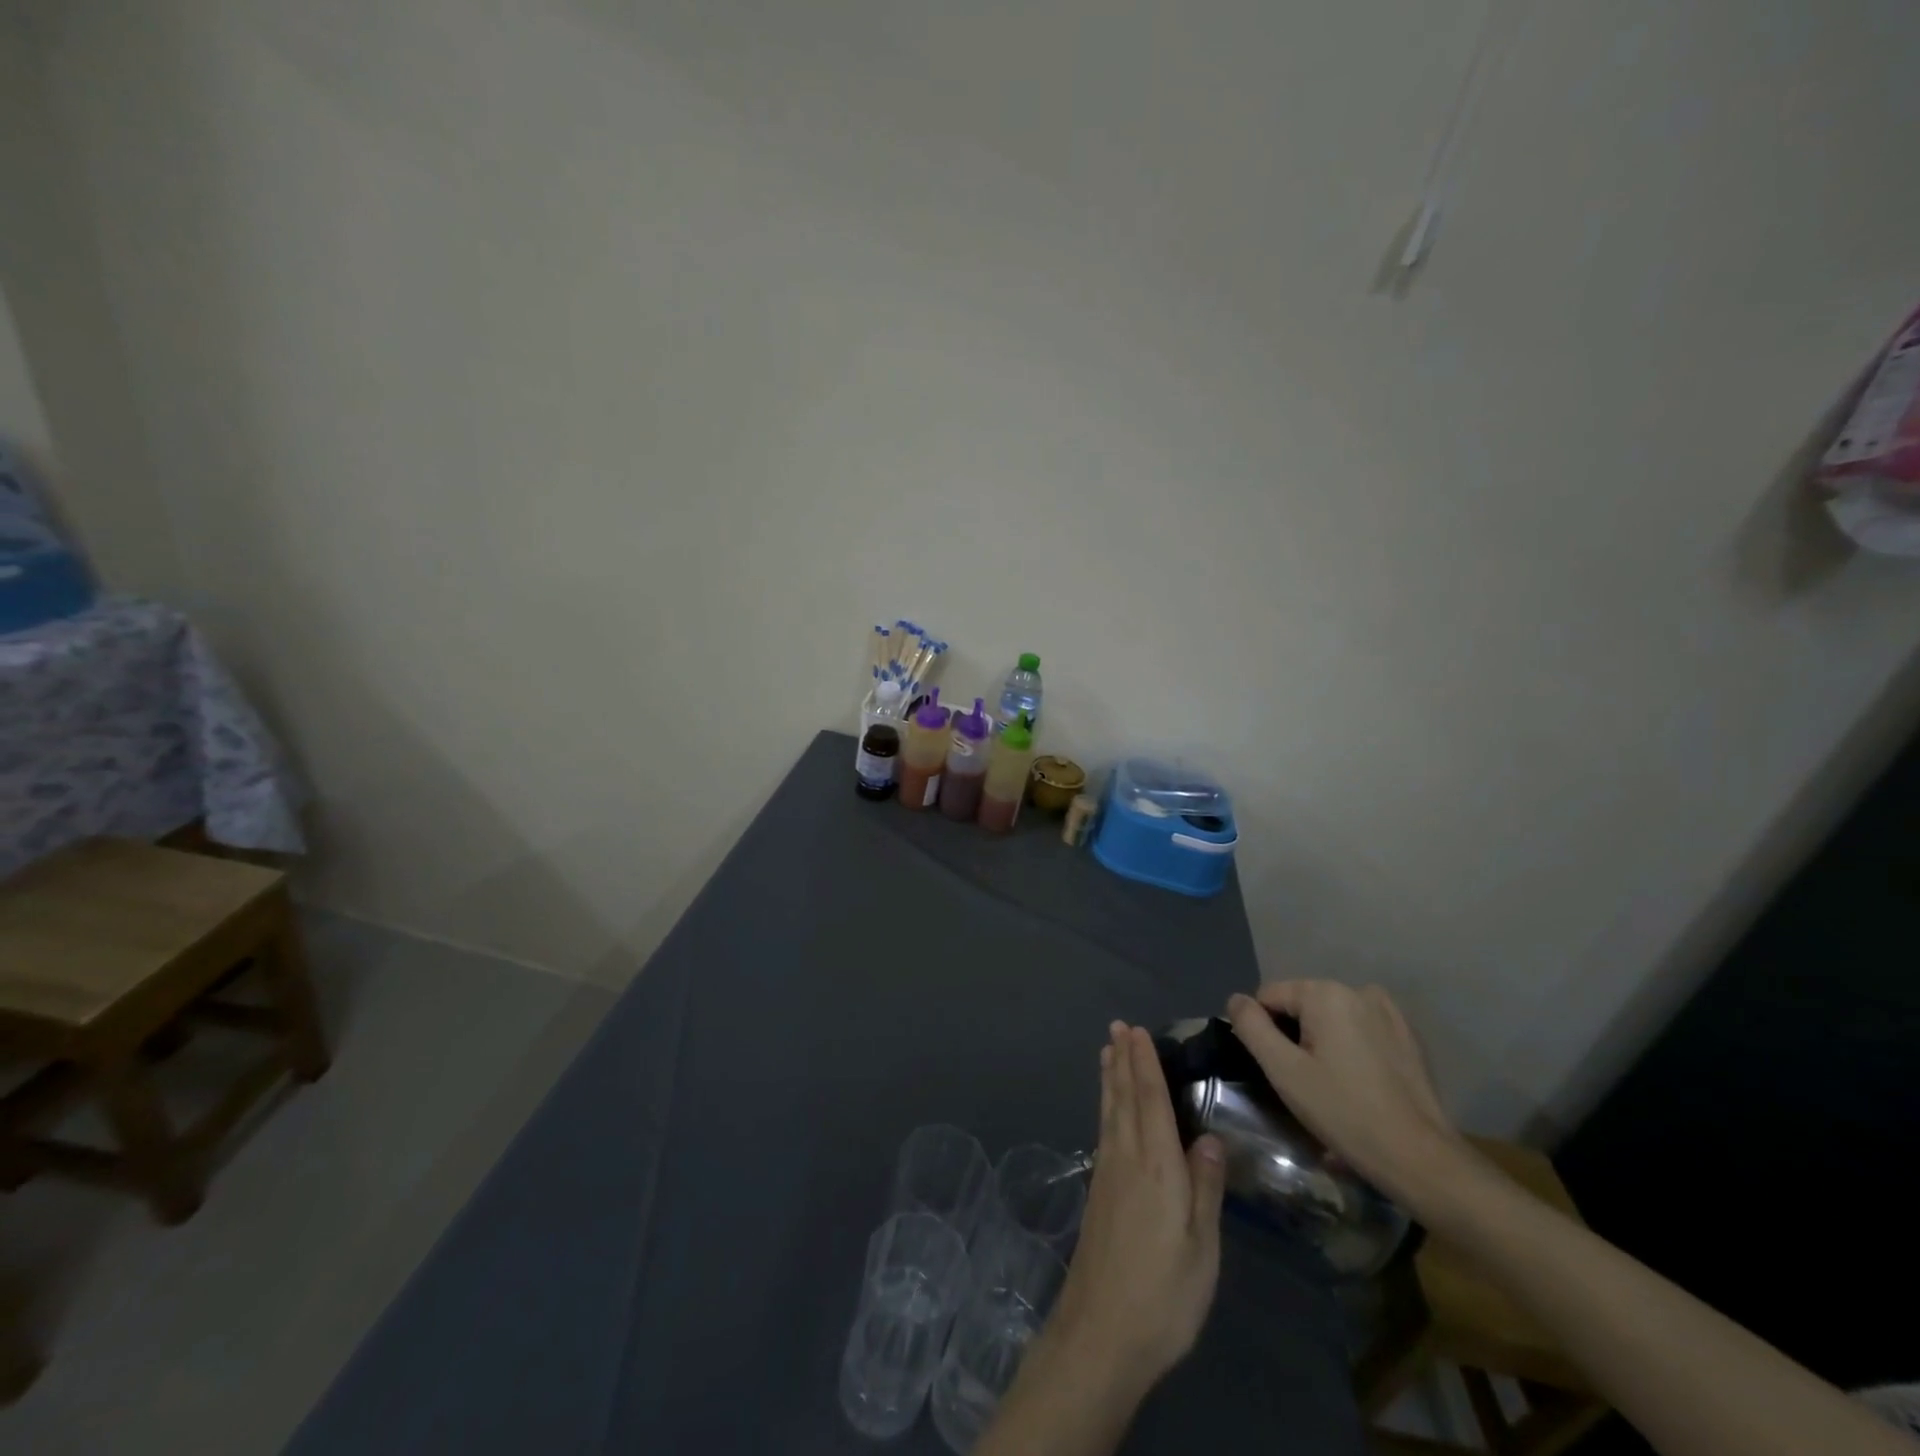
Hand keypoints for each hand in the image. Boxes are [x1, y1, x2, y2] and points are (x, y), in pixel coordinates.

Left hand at [1044, 1022, 1227, 1397]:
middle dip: (1122, 1059)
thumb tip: (1211, 1138)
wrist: (1102, 1331)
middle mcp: (1127, 1158)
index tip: (1138, 1031)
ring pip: (1110, 1111)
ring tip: (1107, 1050)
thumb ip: (1205, 1188)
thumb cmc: (1164, 1293)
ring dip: (1110, 1077)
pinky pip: (1104, 1129)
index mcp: (1157, 1166)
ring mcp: (1108, 1173)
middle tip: (1117, 1026)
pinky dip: (1106, 1105)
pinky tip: (1108, 1107)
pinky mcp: (1098, 1191)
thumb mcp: (1202, 1248)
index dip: (1145, 1064)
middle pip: (1123, 1097)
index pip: (1150, 1100)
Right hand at [1225, 981, 1468, 1210]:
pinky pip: (1361, 1030)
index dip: (1264, 1032)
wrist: (1421, 1159)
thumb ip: (1251, 1027)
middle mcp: (1357, 990)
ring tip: (1331, 1086)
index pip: (1269, 997)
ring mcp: (1388, 1011)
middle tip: (1304, 1082)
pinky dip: (1352, 1048)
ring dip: (1323, 1042)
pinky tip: (1360, 1084)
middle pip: (1302, 1005)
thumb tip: (1236, 1000)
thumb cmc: (1344, 1112)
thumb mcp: (1283, 1071)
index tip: (1278, 1070)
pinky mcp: (1408, 1036)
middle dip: (1295, 1036)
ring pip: (1331, 1018)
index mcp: (1325, 992)